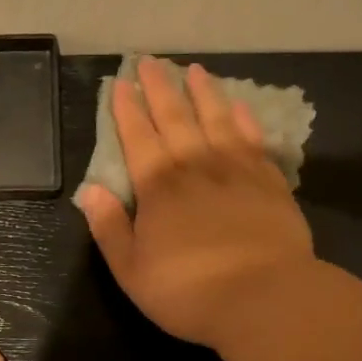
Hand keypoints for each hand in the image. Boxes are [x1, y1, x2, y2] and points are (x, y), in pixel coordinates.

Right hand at [78, 59, 315, 352]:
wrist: (265, 299)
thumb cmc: (188, 291)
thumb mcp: (131, 270)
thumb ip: (109, 228)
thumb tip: (91, 190)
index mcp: (158, 188)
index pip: (138, 138)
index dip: (127, 110)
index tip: (122, 83)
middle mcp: (195, 168)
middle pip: (175, 118)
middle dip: (160, 88)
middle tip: (151, 61)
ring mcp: (236, 172)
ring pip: (216, 120)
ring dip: (203, 93)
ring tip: (195, 70)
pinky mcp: (270, 183)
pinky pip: (254, 140)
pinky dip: (244, 120)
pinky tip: (240, 106)